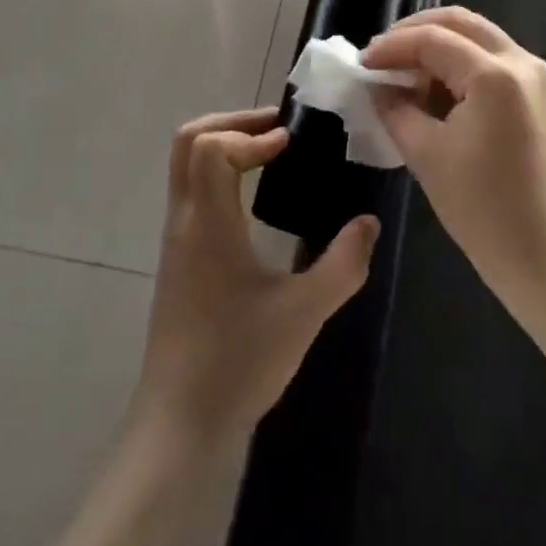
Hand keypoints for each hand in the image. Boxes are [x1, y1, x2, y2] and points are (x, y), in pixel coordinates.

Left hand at [131, 108, 379, 448]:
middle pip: (188, 142)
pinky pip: (192, 190)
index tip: (290, 146)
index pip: (211, 147)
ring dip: (226, 145)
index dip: (251, 134)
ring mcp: (176, 240)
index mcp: (208, 225)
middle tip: (280, 130)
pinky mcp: (179, 259)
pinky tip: (256, 198)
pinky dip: (220, 171)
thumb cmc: (238, 363)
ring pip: (185, 165)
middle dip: (234, 123)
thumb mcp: (304, 313)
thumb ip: (343, 264)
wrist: (179, 423)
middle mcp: (184, 222)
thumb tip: (369, 222)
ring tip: (274, 153)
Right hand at [364, 8, 545, 310]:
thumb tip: (376, 85)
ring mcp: (536, 75)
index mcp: (495, 75)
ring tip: (401, 71)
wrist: (542, 253)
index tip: (360, 64)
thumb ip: (395, 108)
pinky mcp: (538, 94)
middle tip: (380, 54)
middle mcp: (522, 62)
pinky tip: (432, 86)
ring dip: (437, 45)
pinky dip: (458, 63)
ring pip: (477, 37)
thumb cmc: (481, 207)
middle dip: (415, 31)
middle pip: (460, 22)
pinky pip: (491, 60)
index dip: (391, 47)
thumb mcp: (425, 153)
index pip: (432, 40)